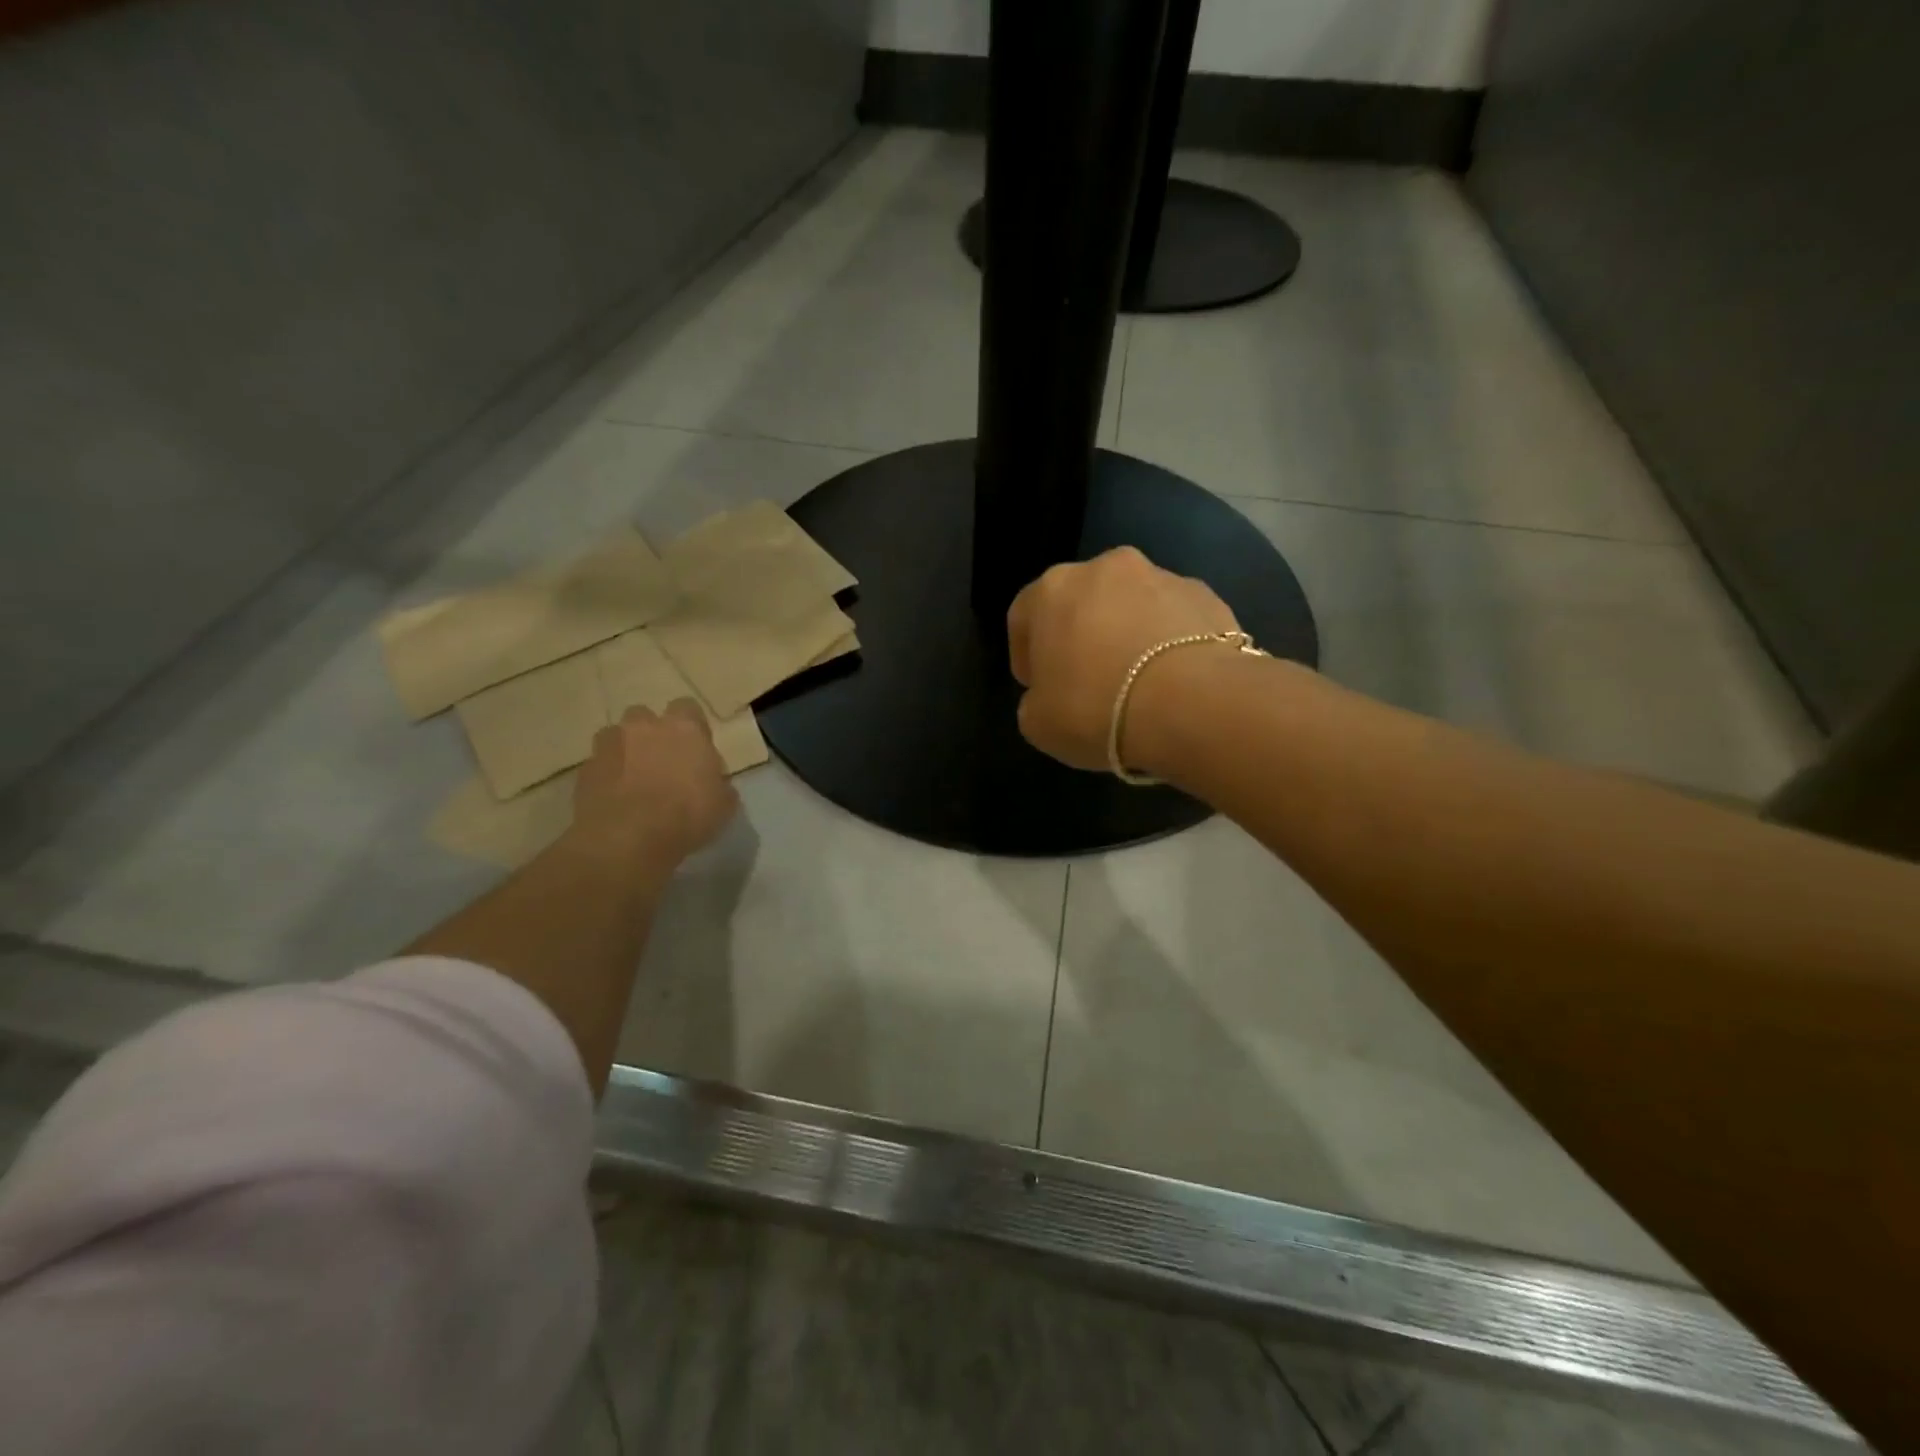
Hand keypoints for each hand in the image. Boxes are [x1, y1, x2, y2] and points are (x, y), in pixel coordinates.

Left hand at [568, 701, 738, 866]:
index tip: (695, 749)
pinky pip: (599, 765)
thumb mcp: (723, 804)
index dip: (691, 727)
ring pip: (616, 737)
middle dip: (651, 734)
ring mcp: (609, 746)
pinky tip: (615, 800)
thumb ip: (718, 783)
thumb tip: (713, 782)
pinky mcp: (585, 771)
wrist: (628, 840)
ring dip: (625, 752)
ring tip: (633, 780)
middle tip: (661, 763)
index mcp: (684, 728)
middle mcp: (644, 727)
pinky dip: (606, 777)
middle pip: (645, 717)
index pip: (688, 707)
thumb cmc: (687, 816)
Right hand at [1007, 547, 1241, 772]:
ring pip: (1131, 605)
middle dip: (1080, 636)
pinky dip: (1168, 642)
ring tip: (1138, 682)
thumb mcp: (1037, 723)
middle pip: (1081, 601)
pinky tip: (1173, 680)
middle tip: (1087, 681)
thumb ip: (1036, 699)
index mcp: (1052, 589)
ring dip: (1127, 634)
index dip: (1026, 654)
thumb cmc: (1096, 709)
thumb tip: (1053, 695)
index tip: (1038, 687)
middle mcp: (1104, 568)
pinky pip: (1173, 619)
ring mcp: (1161, 576)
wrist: (1193, 705)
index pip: (1024, 616)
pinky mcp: (1207, 595)